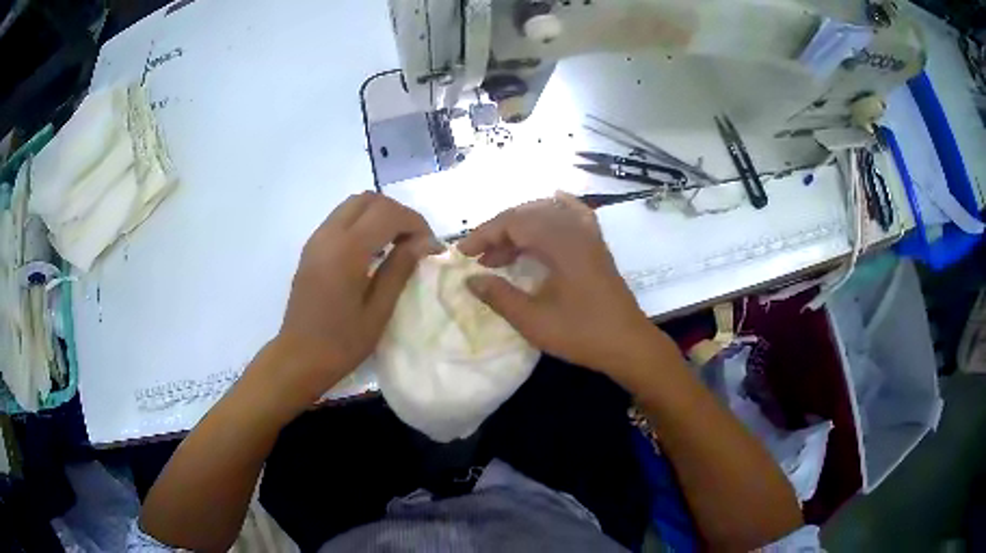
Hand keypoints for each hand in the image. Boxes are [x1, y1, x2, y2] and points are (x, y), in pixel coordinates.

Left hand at [268, 192, 438, 406]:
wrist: (299, 358)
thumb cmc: (342, 342)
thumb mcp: (378, 310)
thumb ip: (400, 269)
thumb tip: (424, 242)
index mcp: (346, 250)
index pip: (388, 213)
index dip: (415, 223)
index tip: (431, 247)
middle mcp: (328, 235)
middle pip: (370, 199)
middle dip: (398, 213)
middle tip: (415, 242)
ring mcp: (316, 239)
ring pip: (353, 205)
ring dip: (380, 215)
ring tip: (397, 244)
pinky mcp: (311, 248)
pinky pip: (341, 219)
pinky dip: (363, 223)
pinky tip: (373, 250)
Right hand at [458, 192, 661, 374]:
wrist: (628, 344)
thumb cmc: (581, 333)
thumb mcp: (533, 320)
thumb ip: (499, 296)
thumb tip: (470, 279)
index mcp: (560, 243)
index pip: (513, 222)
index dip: (484, 235)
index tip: (462, 255)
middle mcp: (575, 230)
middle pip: (528, 214)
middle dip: (498, 232)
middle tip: (479, 260)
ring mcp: (589, 235)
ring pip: (547, 214)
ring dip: (520, 229)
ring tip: (501, 255)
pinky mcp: (597, 245)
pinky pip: (574, 214)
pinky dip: (555, 210)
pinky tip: (549, 208)